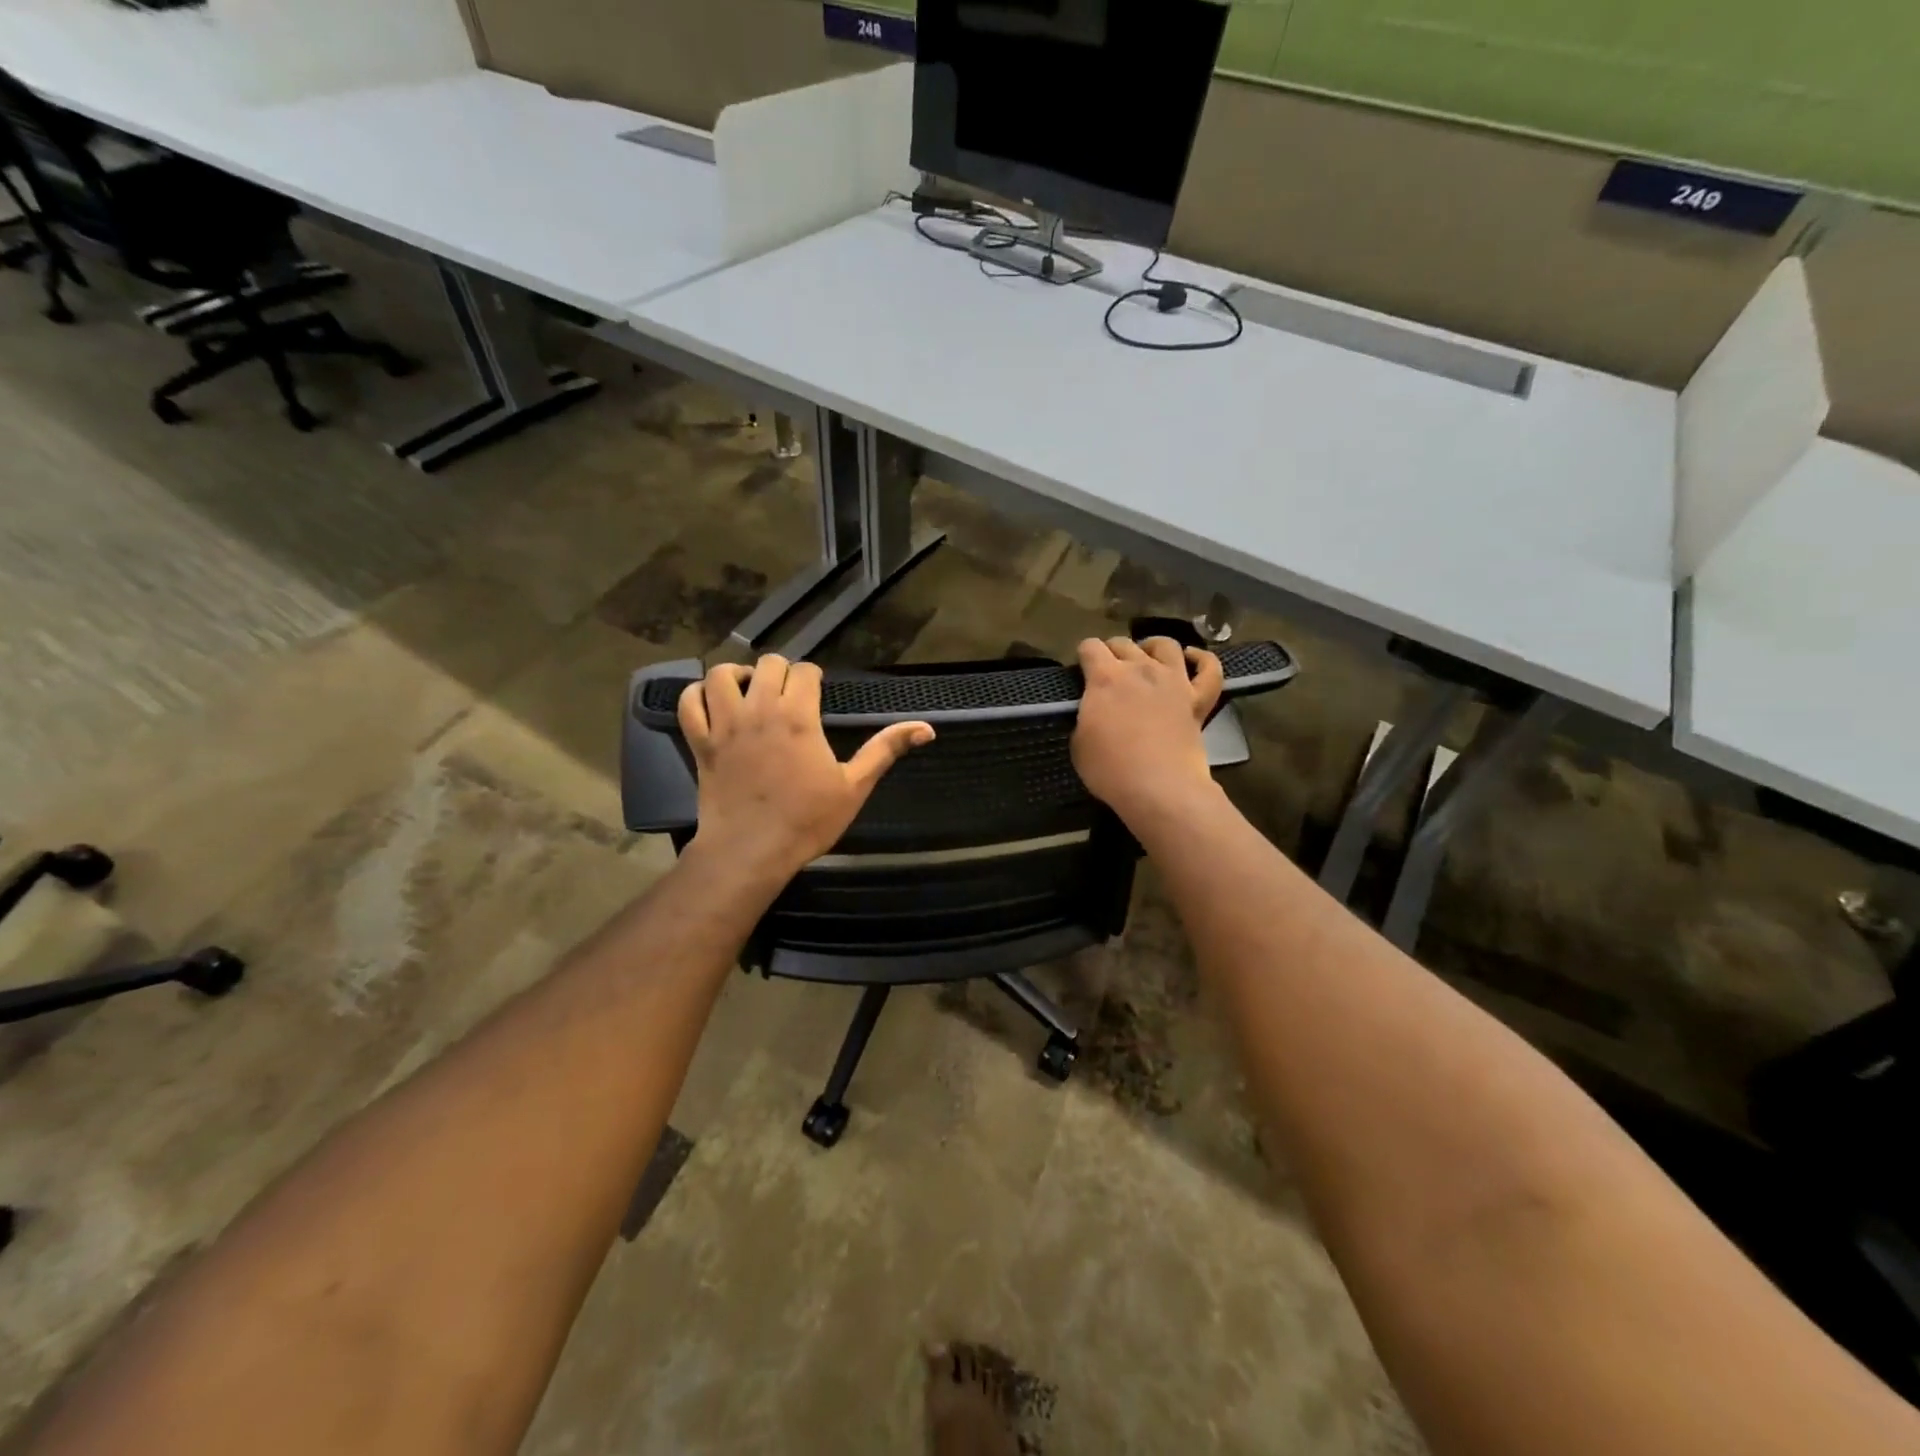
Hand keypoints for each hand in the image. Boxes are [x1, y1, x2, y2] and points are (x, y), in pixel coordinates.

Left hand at [678, 655, 933, 881]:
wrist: (751, 851)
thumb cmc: (807, 820)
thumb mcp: (854, 786)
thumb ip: (886, 750)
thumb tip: (927, 728)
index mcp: (798, 716)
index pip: (804, 670)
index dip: (813, 677)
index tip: (818, 693)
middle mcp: (759, 710)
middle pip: (767, 664)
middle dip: (781, 672)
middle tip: (789, 695)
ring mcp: (725, 724)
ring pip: (722, 675)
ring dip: (738, 675)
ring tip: (750, 692)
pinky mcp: (700, 742)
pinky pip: (689, 702)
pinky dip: (698, 695)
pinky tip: (713, 703)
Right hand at [1072, 637, 1223, 826]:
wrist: (1159, 787)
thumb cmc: (1111, 769)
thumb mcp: (1079, 744)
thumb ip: (1086, 717)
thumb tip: (1094, 713)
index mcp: (1105, 678)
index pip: (1089, 647)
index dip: (1083, 656)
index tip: (1081, 672)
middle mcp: (1140, 669)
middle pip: (1123, 643)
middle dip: (1111, 651)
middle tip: (1108, 671)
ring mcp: (1174, 680)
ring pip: (1165, 645)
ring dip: (1152, 647)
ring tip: (1146, 658)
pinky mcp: (1198, 699)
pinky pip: (1209, 669)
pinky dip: (1202, 659)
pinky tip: (1192, 658)